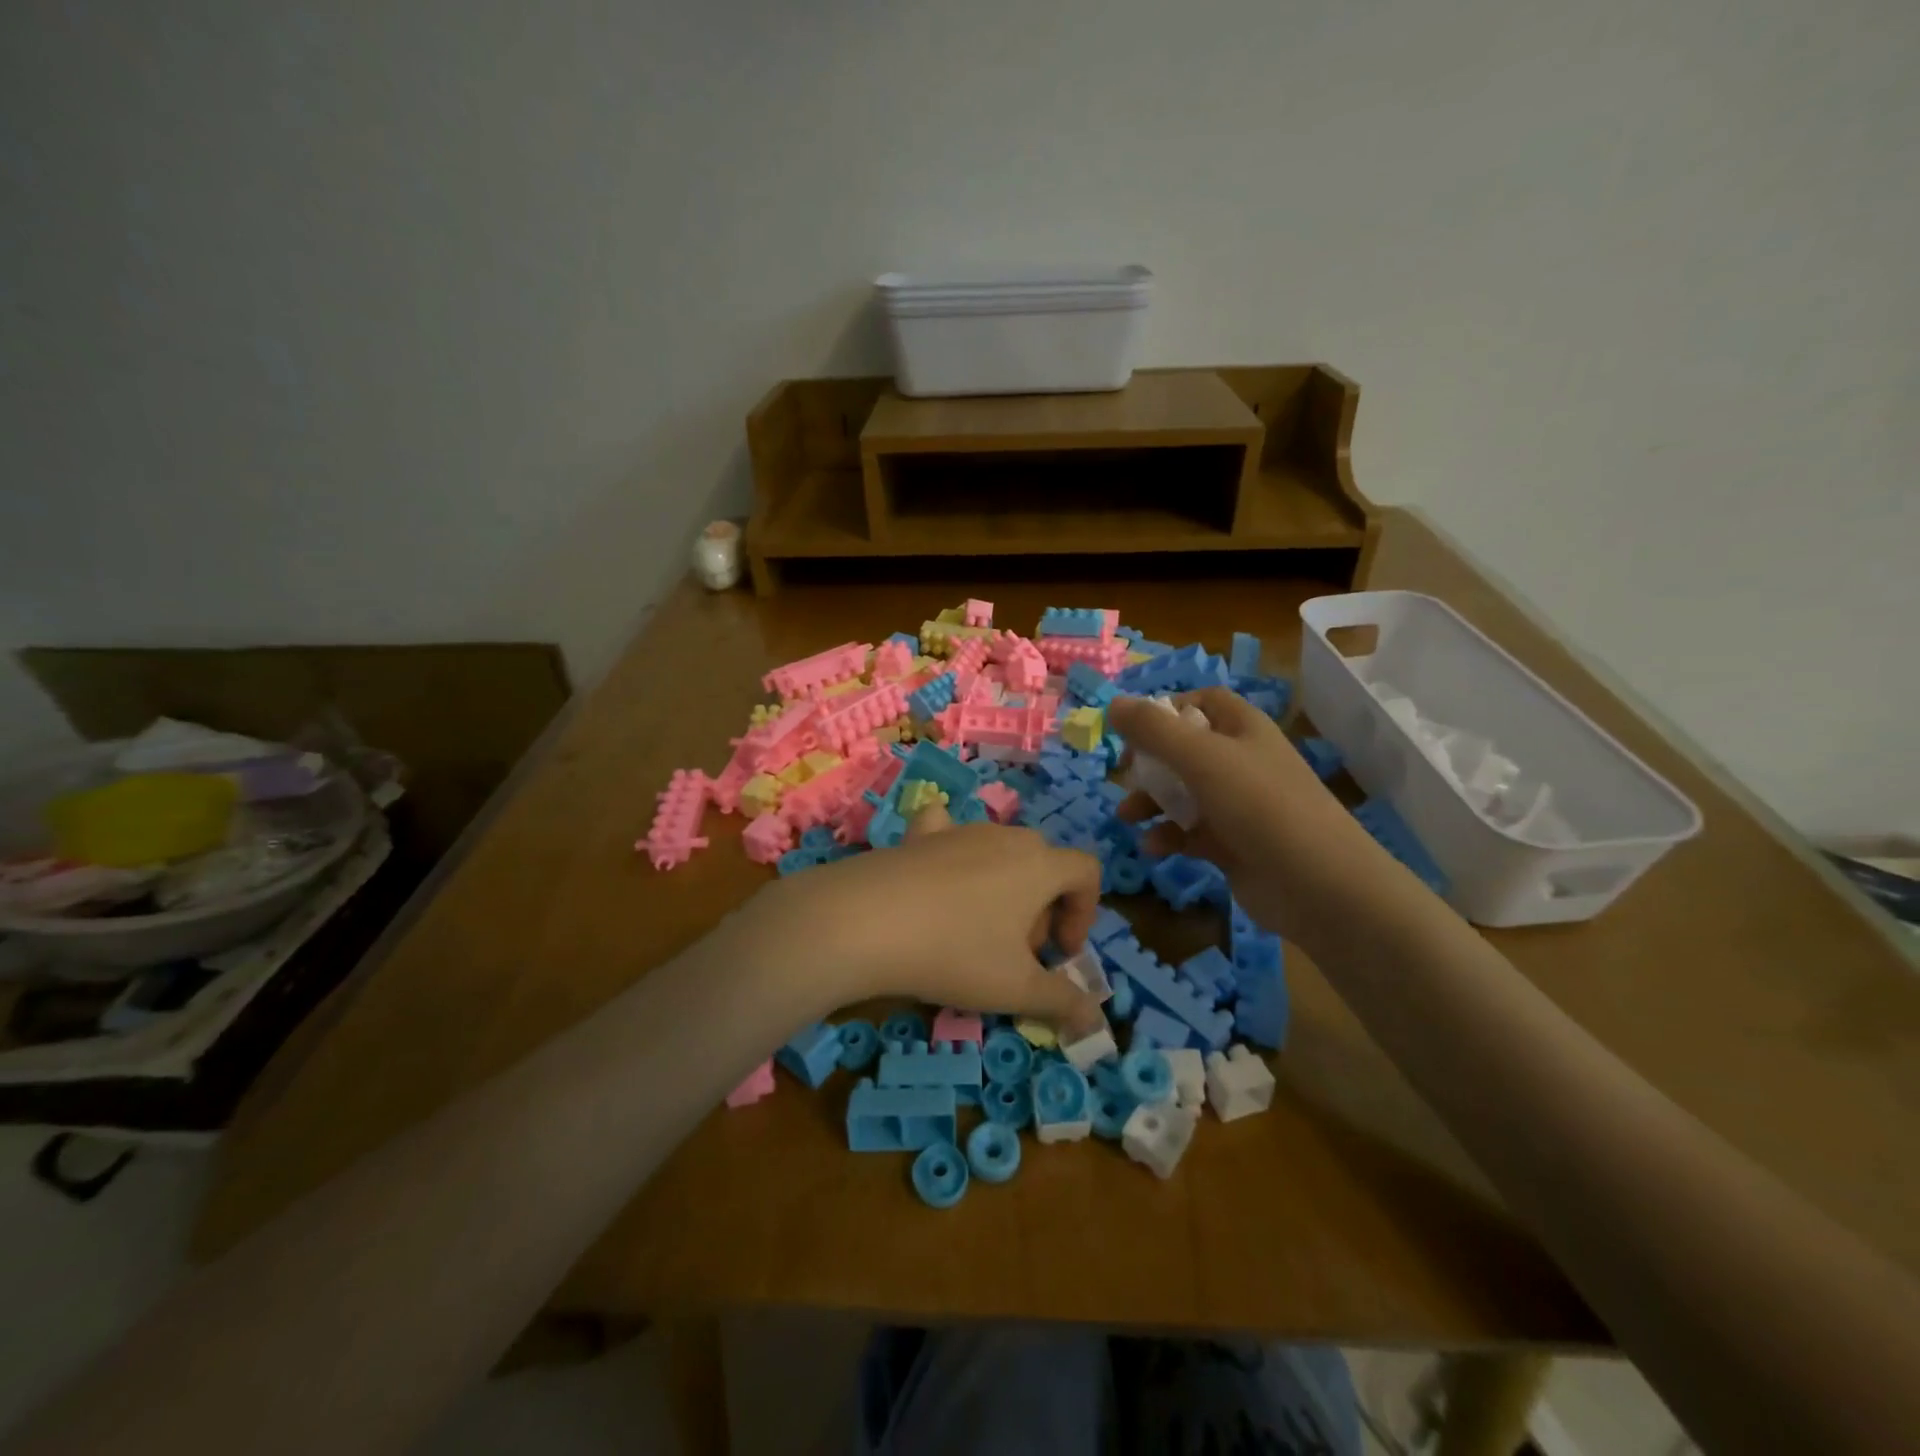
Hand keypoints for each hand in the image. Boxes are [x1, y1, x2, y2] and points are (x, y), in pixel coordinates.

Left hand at [734, 813, 1103, 1033]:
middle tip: (1018, 953)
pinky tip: (937, 875)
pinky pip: (946, 829)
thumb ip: (1063, 1002)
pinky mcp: (919, 835)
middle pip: (1043, 864)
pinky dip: (952, 849)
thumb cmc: (955, 953)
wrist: (866, 921)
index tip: (1061, 954)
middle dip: (1042, 909)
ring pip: (999, 852)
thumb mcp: (1016, 989)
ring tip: (975, 931)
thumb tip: (1094, 1019)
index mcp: (1039, 865)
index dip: (1084, 913)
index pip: (1086, 872)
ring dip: (1003, 889)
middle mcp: (1005, 837)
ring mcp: (959, 829)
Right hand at [1109, 689, 1391, 947]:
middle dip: (1151, 762)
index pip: (1202, 703)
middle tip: (1124, 775)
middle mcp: (1241, 762)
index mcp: (1242, 729)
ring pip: (1184, 793)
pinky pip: (1191, 832)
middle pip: (1185, 749)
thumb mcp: (1201, 758)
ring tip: (1127, 818)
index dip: (1167, 710)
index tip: (1133, 729)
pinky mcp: (1233, 844)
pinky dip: (1169, 837)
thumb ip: (1153, 730)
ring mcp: (1238, 806)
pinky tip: (1153, 847)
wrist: (1318, 885)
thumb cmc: (1260, 805)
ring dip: (1152, 802)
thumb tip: (1113, 704)